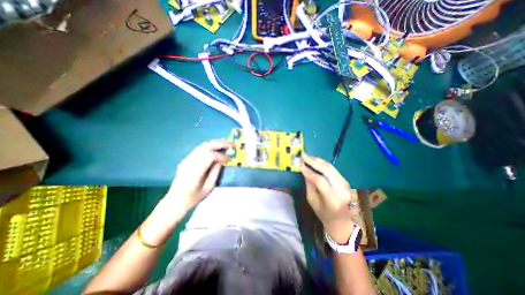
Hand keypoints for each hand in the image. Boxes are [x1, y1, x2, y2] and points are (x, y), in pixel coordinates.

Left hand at [164, 139, 229, 217]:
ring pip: (203, 145)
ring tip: (227, 144)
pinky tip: (217, 148)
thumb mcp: (208, 188)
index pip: (210, 156)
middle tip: (232, 145)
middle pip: (206, 146)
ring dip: (216, 143)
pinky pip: (200, 149)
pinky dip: (211, 147)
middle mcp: (189, 163)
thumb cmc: (193, 198)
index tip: (230, 159)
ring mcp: (186, 159)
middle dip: (220, 144)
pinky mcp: (187, 159)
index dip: (221, 156)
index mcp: (194, 173)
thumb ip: (215, 172)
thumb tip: (222, 160)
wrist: (174, 200)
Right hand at [302, 154, 358, 243]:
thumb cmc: (324, 215)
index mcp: (333, 199)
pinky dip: (323, 164)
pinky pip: (333, 169)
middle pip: (327, 170)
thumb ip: (309, 185)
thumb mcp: (312, 201)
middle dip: (314, 161)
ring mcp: (346, 184)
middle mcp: (341, 190)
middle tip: (303, 156)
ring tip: (308, 156)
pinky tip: (316, 161)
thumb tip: (304, 170)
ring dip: (318, 160)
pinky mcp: (345, 181)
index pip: (320, 180)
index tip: (300, 165)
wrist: (342, 222)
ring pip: (331, 167)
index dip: (309, 172)